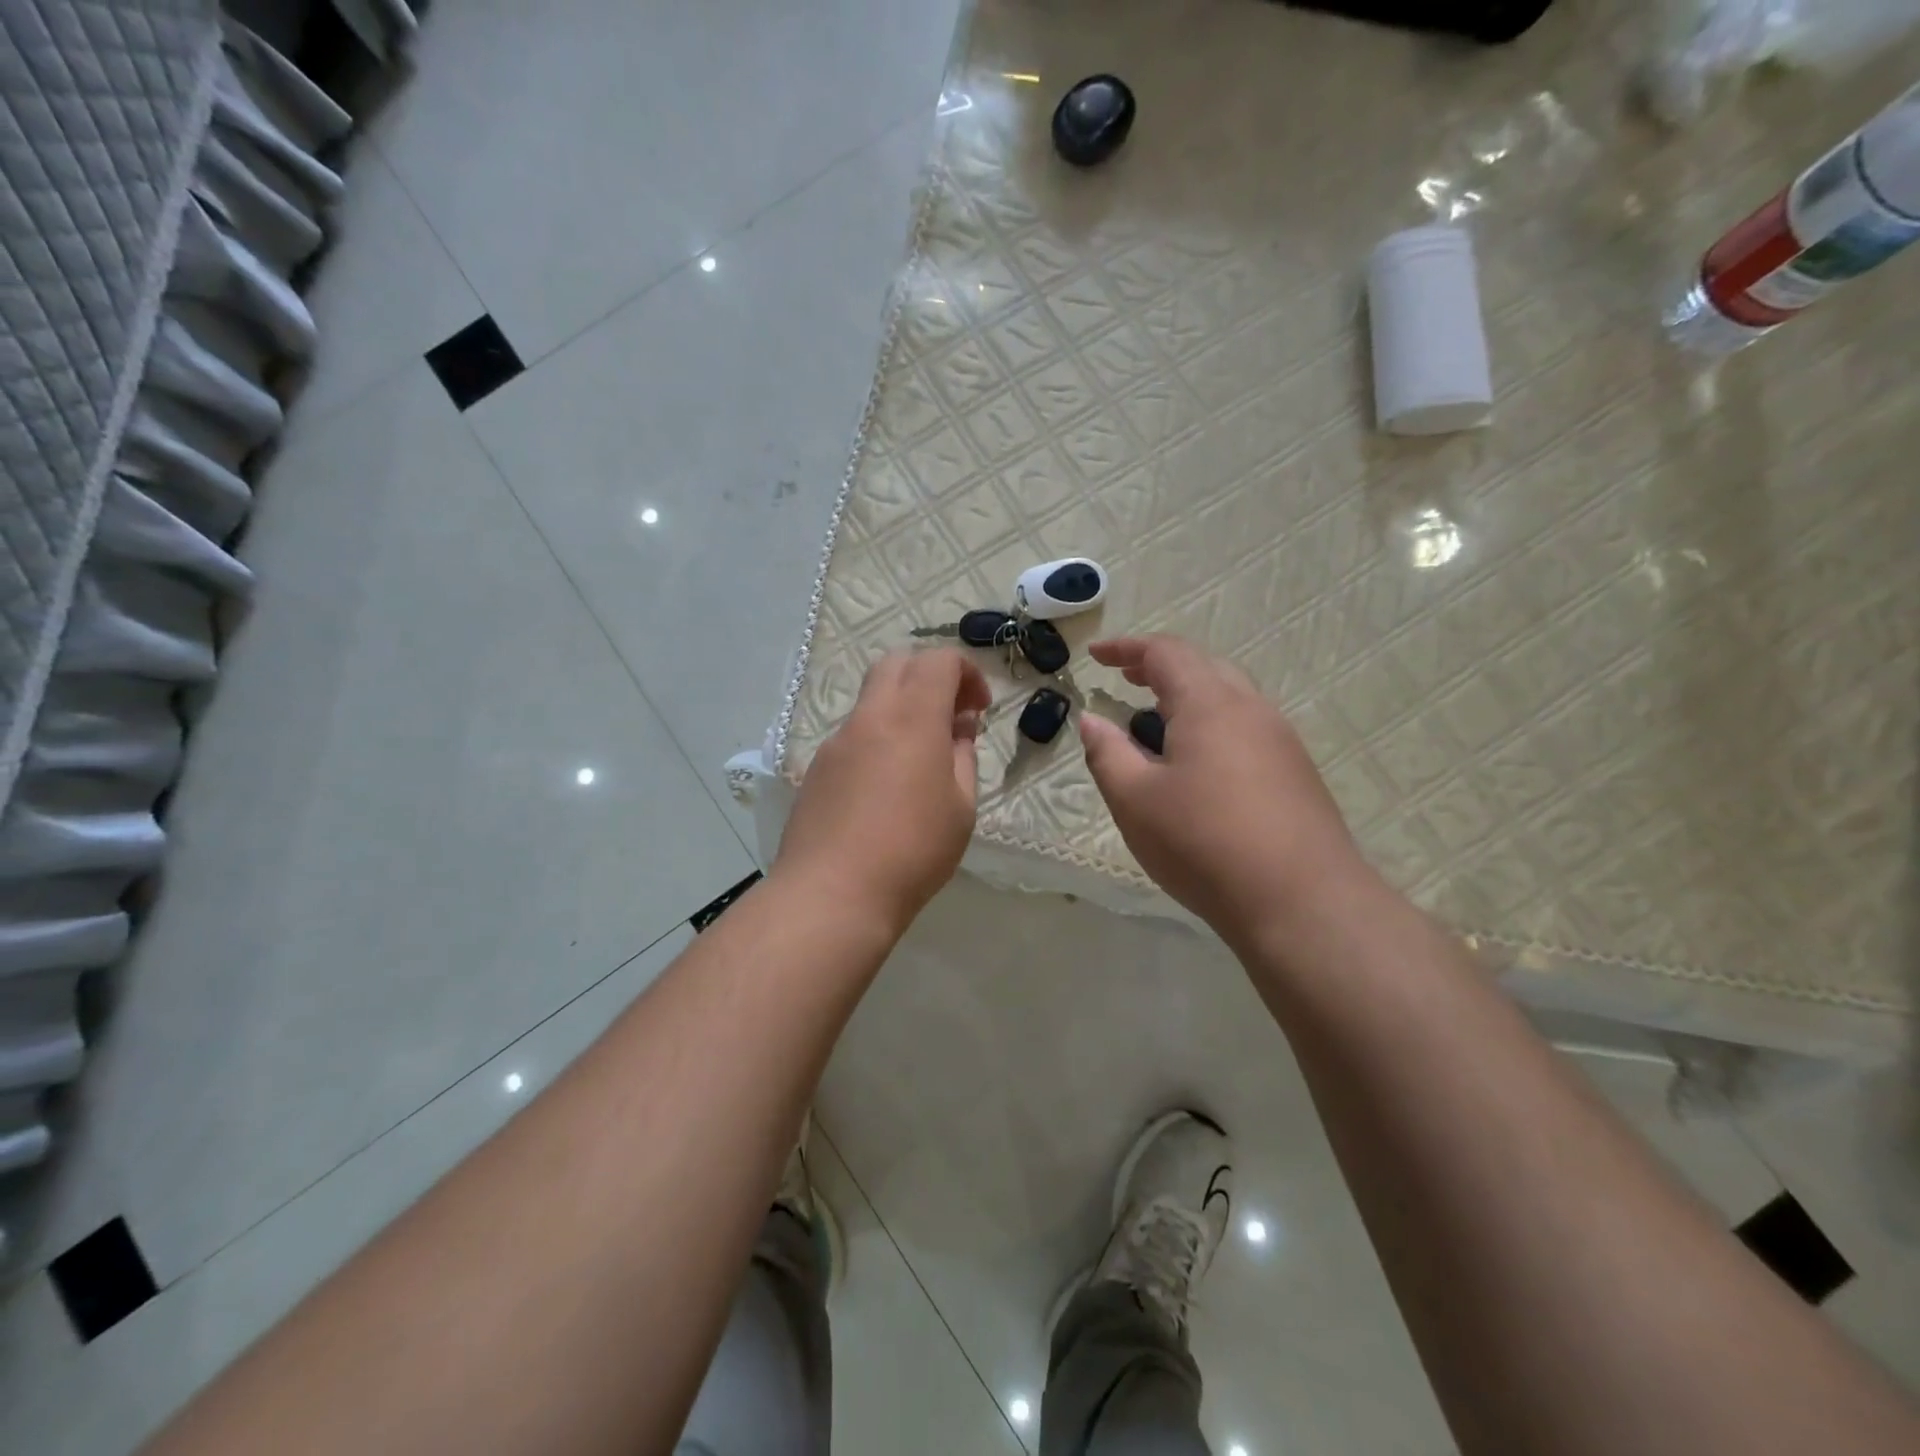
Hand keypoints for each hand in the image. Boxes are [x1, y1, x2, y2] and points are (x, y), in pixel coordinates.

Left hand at [776, 648, 991, 933]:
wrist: (833, 893)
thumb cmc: (913, 851)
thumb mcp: (961, 807)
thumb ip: (962, 756)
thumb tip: (959, 727)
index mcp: (912, 718)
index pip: (938, 660)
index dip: (966, 672)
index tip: (978, 708)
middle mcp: (870, 717)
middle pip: (897, 664)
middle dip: (930, 675)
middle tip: (951, 715)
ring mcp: (837, 741)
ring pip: (872, 699)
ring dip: (902, 708)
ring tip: (921, 757)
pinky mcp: (817, 768)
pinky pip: (854, 734)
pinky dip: (878, 737)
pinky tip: (886, 787)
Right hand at [1078, 635, 1372, 949]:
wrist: (1302, 902)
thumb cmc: (1204, 843)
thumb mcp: (1135, 800)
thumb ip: (1107, 753)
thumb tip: (1092, 719)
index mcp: (1209, 703)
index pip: (1165, 653)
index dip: (1127, 648)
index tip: (1096, 655)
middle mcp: (1251, 709)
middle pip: (1204, 667)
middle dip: (1160, 667)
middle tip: (1127, 680)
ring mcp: (1281, 740)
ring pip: (1230, 697)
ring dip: (1189, 696)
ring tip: (1157, 722)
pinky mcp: (1296, 772)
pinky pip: (1247, 728)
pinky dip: (1212, 724)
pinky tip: (1198, 763)